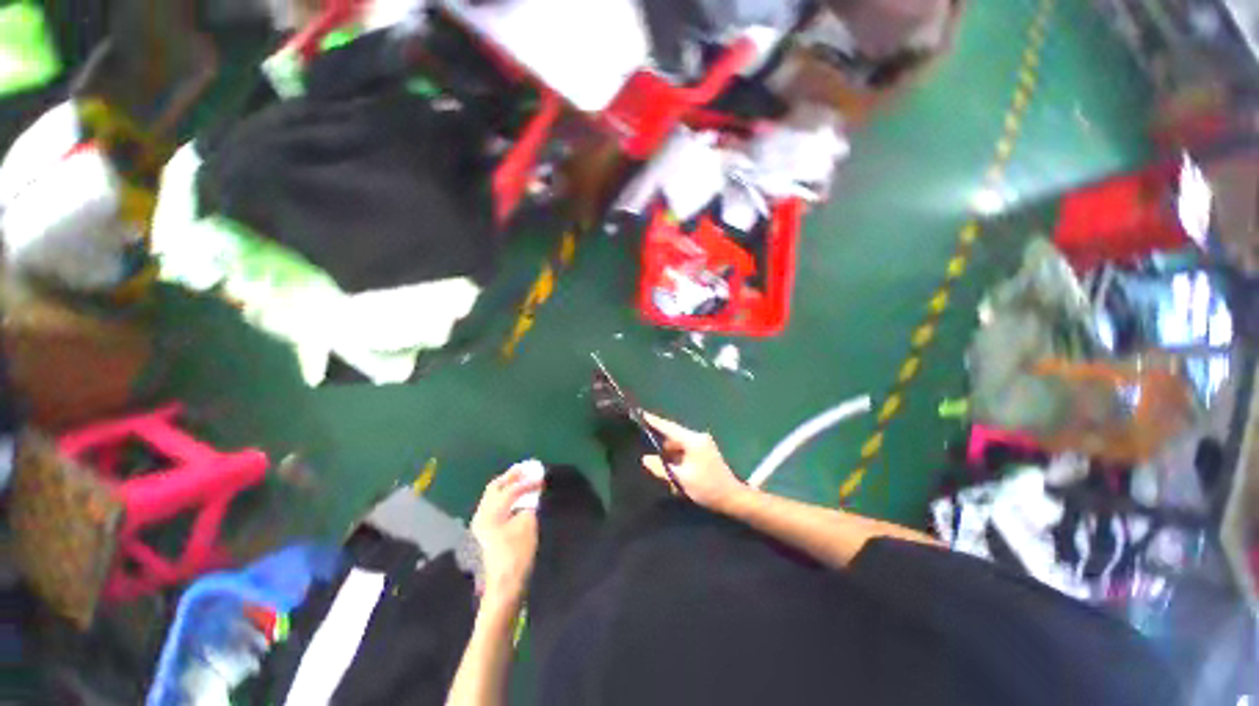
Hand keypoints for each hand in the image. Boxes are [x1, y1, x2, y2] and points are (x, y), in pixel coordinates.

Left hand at [470, 467, 541, 602]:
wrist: (503, 587)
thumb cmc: (517, 555)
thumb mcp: (528, 526)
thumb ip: (530, 504)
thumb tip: (533, 493)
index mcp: (491, 512)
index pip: (511, 489)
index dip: (528, 481)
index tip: (542, 476)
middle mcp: (481, 514)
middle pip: (495, 487)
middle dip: (511, 476)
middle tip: (527, 468)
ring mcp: (480, 524)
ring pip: (492, 496)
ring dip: (507, 485)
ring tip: (522, 480)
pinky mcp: (483, 532)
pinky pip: (493, 505)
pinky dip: (504, 497)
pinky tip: (515, 498)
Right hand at [641, 413, 747, 513]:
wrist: (733, 498)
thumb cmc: (707, 487)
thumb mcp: (681, 479)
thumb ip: (661, 468)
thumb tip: (646, 459)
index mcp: (693, 440)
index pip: (669, 427)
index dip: (654, 421)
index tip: (641, 413)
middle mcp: (698, 438)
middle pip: (673, 436)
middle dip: (660, 443)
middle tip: (643, 446)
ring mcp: (702, 445)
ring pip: (678, 445)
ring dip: (668, 454)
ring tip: (656, 461)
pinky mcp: (704, 453)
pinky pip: (685, 451)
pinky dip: (676, 458)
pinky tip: (670, 469)